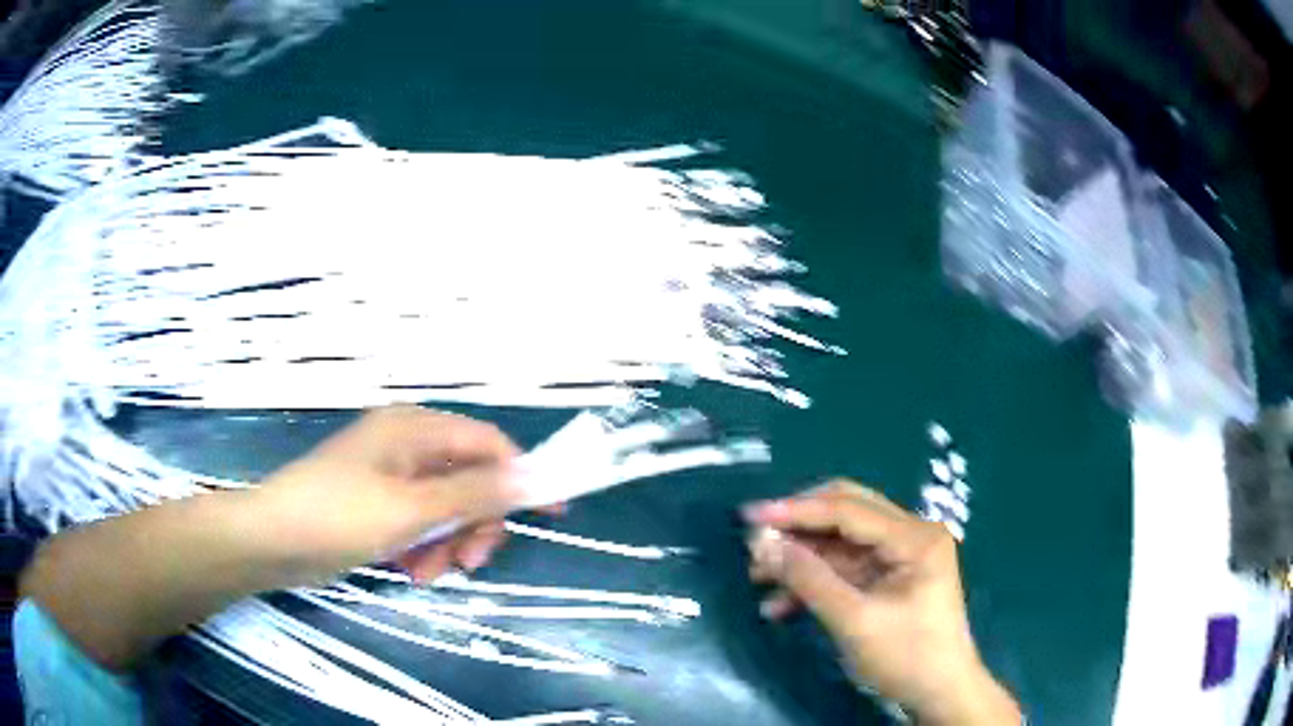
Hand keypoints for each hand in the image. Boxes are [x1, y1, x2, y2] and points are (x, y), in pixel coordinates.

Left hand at [252, 405, 526, 585]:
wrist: (271, 542)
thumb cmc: (337, 516)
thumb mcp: (410, 509)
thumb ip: (473, 492)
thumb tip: (533, 477)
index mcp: (414, 428)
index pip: (488, 443)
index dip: (522, 476)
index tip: (552, 513)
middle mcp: (407, 446)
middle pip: (469, 482)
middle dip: (474, 525)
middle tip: (468, 563)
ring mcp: (392, 477)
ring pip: (447, 510)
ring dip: (447, 545)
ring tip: (424, 575)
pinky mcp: (379, 505)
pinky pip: (421, 525)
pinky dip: (424, 549)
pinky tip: (409, 571)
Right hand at [743, 480, 1019, 724]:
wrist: (939, 693)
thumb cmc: (906, 656)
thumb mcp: (854, 621)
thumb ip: (810, 579)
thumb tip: (763, 544)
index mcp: (914, 537)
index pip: (848, 510)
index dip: (796, 510)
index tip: (750, 516)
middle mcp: (910, 535)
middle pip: (846, 512)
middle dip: (799, 527)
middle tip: (757, 542)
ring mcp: (900, 556)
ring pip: (840, 542)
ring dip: (801, 557)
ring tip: (758, 577)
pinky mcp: (889, 578)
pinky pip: (844, 568)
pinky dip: (814, 581)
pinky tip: (781, 605)